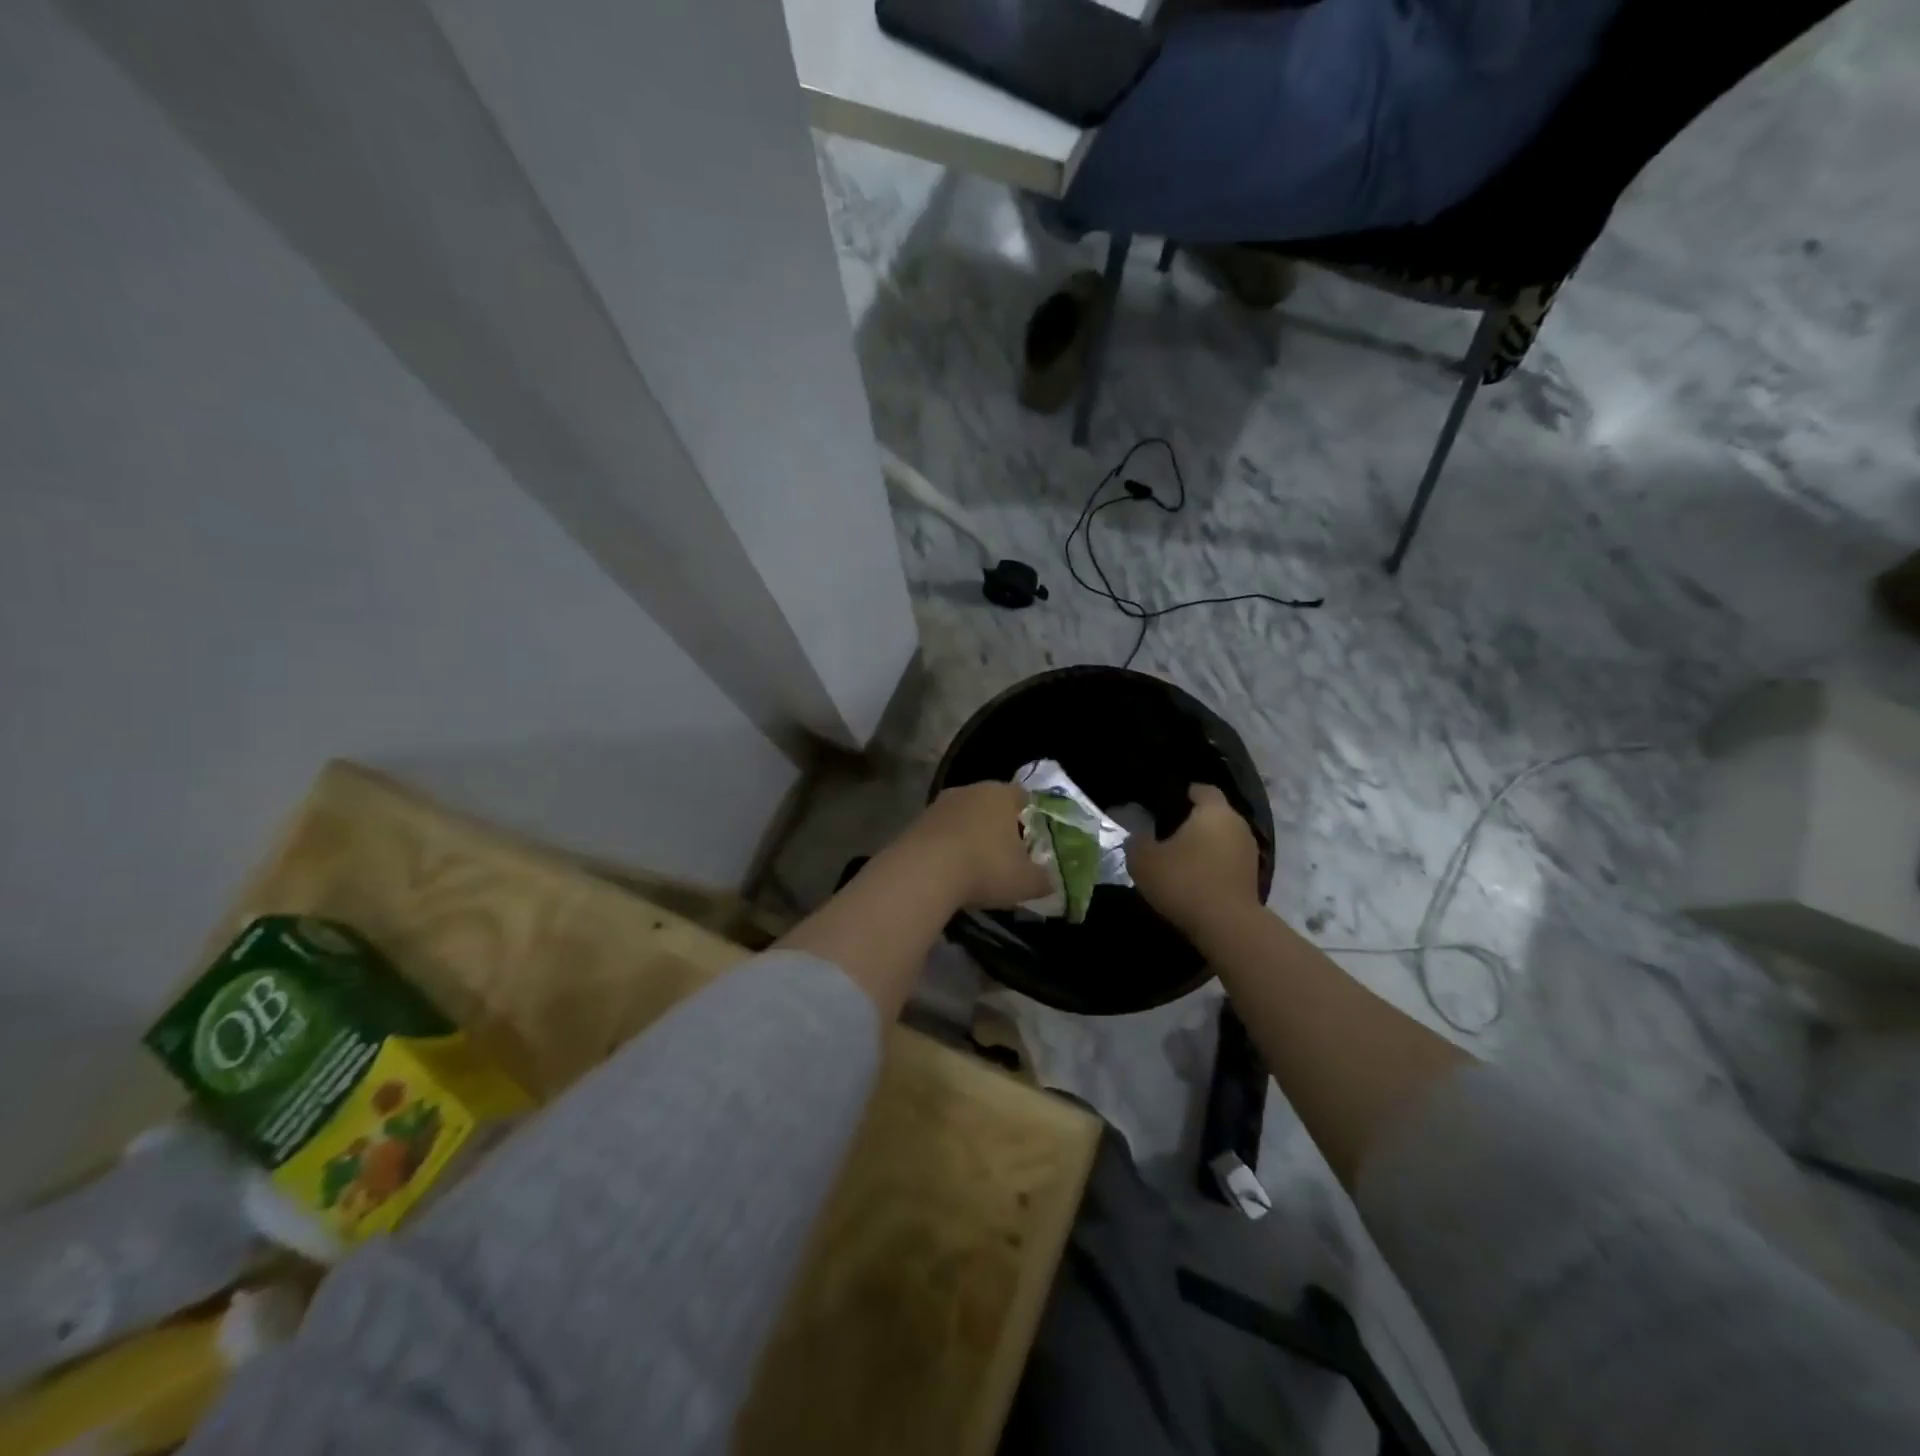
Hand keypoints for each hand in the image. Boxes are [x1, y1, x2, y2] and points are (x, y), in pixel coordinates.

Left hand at [900, 782, 1051, 910]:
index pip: (1022, 796)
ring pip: (964, 817)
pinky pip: (941, 832)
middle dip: (999, 826)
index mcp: (1001, 794)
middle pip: (991, 804)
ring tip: (976, 866)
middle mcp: (970, 790)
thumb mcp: (1027, 882)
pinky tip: (950, 871)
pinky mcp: (916, 822)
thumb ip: (1044, 880)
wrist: (923, 872)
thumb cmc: (985, 868)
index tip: (1033, 839)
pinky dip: (947, 847)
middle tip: (1007, 854)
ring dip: (970, 836)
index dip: (1030, 817)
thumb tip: (1050, 881)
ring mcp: (939, 804)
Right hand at [1127, 784, 1261, 935]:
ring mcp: (1249, 852)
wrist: (1226, 926)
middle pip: (1215, 814)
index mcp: (1214, 811)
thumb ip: (1137, 841)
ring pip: (1223, 838)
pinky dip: (1214, 865)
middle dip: (1193, 820)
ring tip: (1180, 857)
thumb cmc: (1183, 881)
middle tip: (1166, 831)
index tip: (1164, 803)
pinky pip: (1228, 861)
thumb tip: (1139, 835)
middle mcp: (1237, 825)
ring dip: (1205, 845)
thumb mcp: (1144, 860)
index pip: (1202, 789)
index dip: (1184, 793)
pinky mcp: (1253, 877)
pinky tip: (1195, 878)